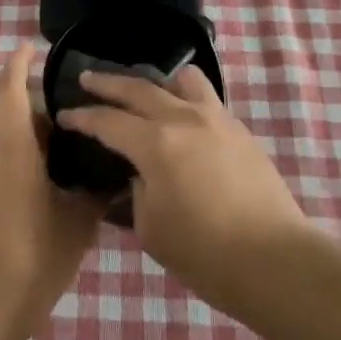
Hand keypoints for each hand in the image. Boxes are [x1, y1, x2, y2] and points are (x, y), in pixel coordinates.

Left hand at [0, 44, 104, 338]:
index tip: (28, 47)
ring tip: (47, 171)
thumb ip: (92, 194)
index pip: (10, 90)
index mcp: (12, 147)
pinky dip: (1, 169)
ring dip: (15, 145)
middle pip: (2, 117)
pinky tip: (22, 201)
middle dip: (27, 115)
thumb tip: (109, 178)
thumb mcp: (75, 225)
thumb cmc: (32, 257)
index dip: (18, 64)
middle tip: (61, 134)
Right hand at [59, 67, 309, 307]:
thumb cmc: (205, 253)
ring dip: (157, 81)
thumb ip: (137, 192)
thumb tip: (138, 175)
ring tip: (147, 89)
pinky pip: (207, 100)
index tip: (64, 114)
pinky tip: (182, 118)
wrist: (276, 261)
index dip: (82, 117)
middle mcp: (184, 119)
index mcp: (155, 143)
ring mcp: (217, 120)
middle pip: (139, 88)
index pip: (107, 121)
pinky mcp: (240, 131)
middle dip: (108, 83)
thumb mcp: (151, 228)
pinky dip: (186, 98)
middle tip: (87, 78)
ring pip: (183, 80)